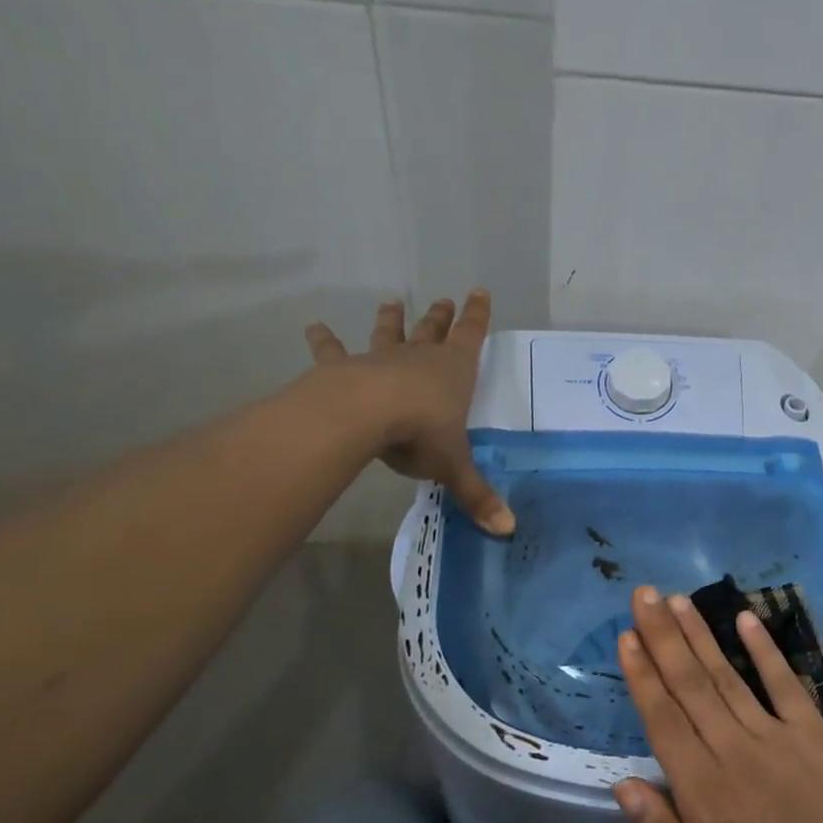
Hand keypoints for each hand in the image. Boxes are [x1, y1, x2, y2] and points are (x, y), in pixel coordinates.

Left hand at [304, 291, 514, 536]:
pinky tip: (314, 325)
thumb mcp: (454, 466)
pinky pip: (333, 351)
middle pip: (433, 330)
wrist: (367, 415)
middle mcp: (419, 358)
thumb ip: (476, 496)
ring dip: (391, 319)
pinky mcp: (345, 368)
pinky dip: (324, 339)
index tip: (479, 291)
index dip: (477, 315)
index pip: (471, 335)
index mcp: (453, 371)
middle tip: (444, 299)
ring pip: (389, 334)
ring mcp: (381, 360)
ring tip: (391, 301)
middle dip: (440, 316)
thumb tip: (508, 531)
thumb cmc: (421, 432)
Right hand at [614, 587, 822, 822]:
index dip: (642, 674)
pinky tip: (744, 618)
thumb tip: (623, 783)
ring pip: (728, 676)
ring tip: (676, 600)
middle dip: (663, 637)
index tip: (626, 636)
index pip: (663, 720)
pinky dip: (765, 649)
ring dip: (700, 634)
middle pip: (691, 685)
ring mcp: (779, 739)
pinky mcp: (816, 737)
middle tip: (643, 595)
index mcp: (704, 794)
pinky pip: (785, 684)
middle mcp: (736, 753)